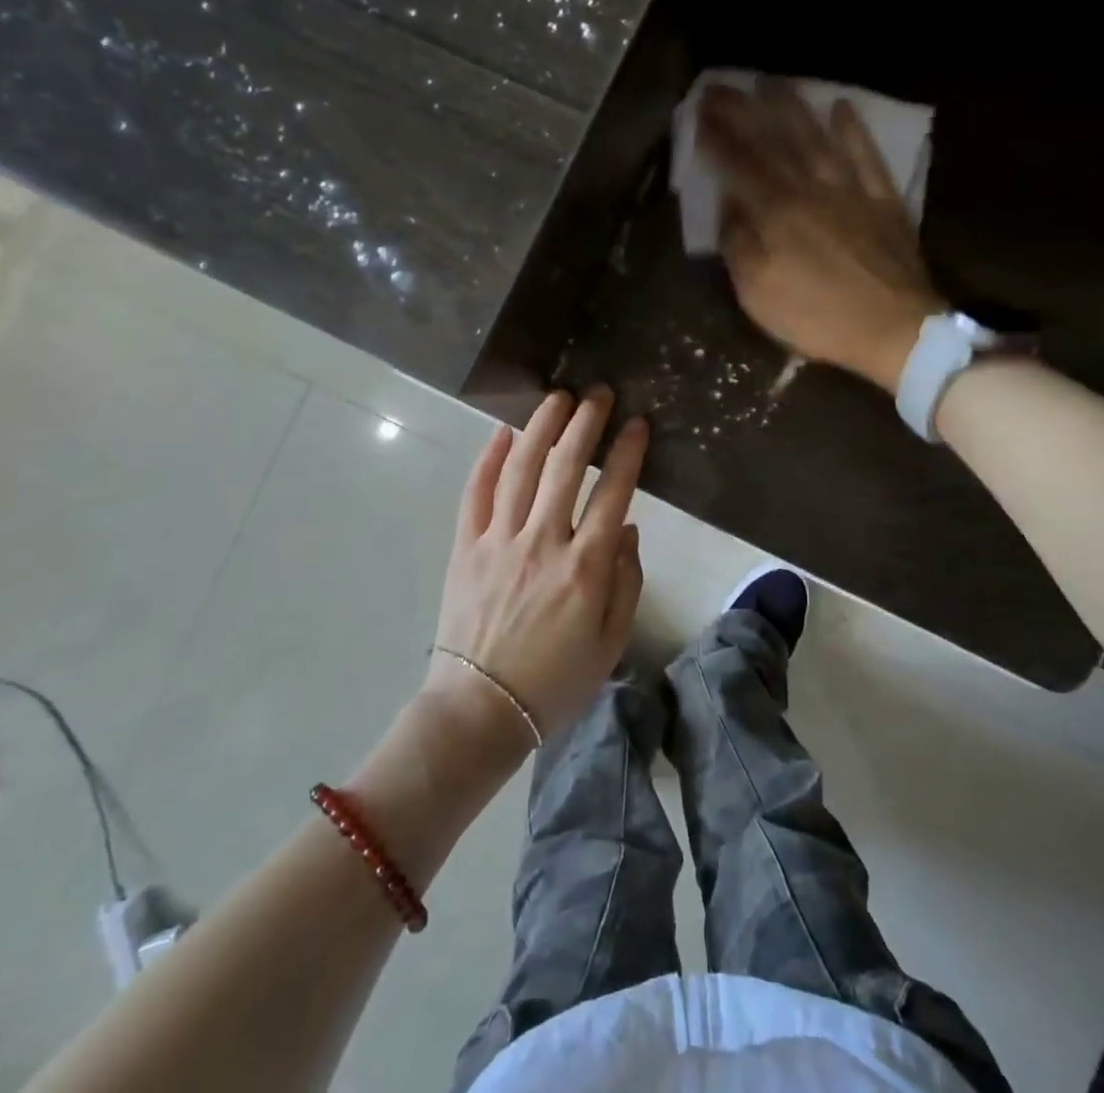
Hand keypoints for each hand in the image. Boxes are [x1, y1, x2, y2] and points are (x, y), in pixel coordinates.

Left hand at [427, 388, 647, 745]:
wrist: (481, 710)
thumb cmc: (555, 681)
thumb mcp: (611, 641)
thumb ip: (626, 580)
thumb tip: (626, 527)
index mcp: (585, 567)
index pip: (613, 492)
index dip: (628, 452)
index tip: (638, 422)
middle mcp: (543, 542)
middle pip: (566, 467)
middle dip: (585, 423)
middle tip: (597, 393)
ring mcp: (499, 540)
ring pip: (521, 469)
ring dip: (541, 427)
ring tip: (556, 398)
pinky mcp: (466, 547)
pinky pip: (476, 493)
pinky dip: (488, 459)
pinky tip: (502, 433)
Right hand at [699, 79, 944, 393]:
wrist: (894, 330)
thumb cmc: (818, 317)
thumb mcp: (758, 296)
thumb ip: (739, 247)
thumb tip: (729, 207)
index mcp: (776, 214)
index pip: (739, 166)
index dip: (717, 138)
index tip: (699, 112)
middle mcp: (810, 190)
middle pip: (774, 142)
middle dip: (744, 111)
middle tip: (721, 85)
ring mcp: (851, 191)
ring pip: (817, 139)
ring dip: (793, 108)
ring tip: (772, 82)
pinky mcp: (883, 200)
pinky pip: (867, 156)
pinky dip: (854, 130)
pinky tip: (841, 107)